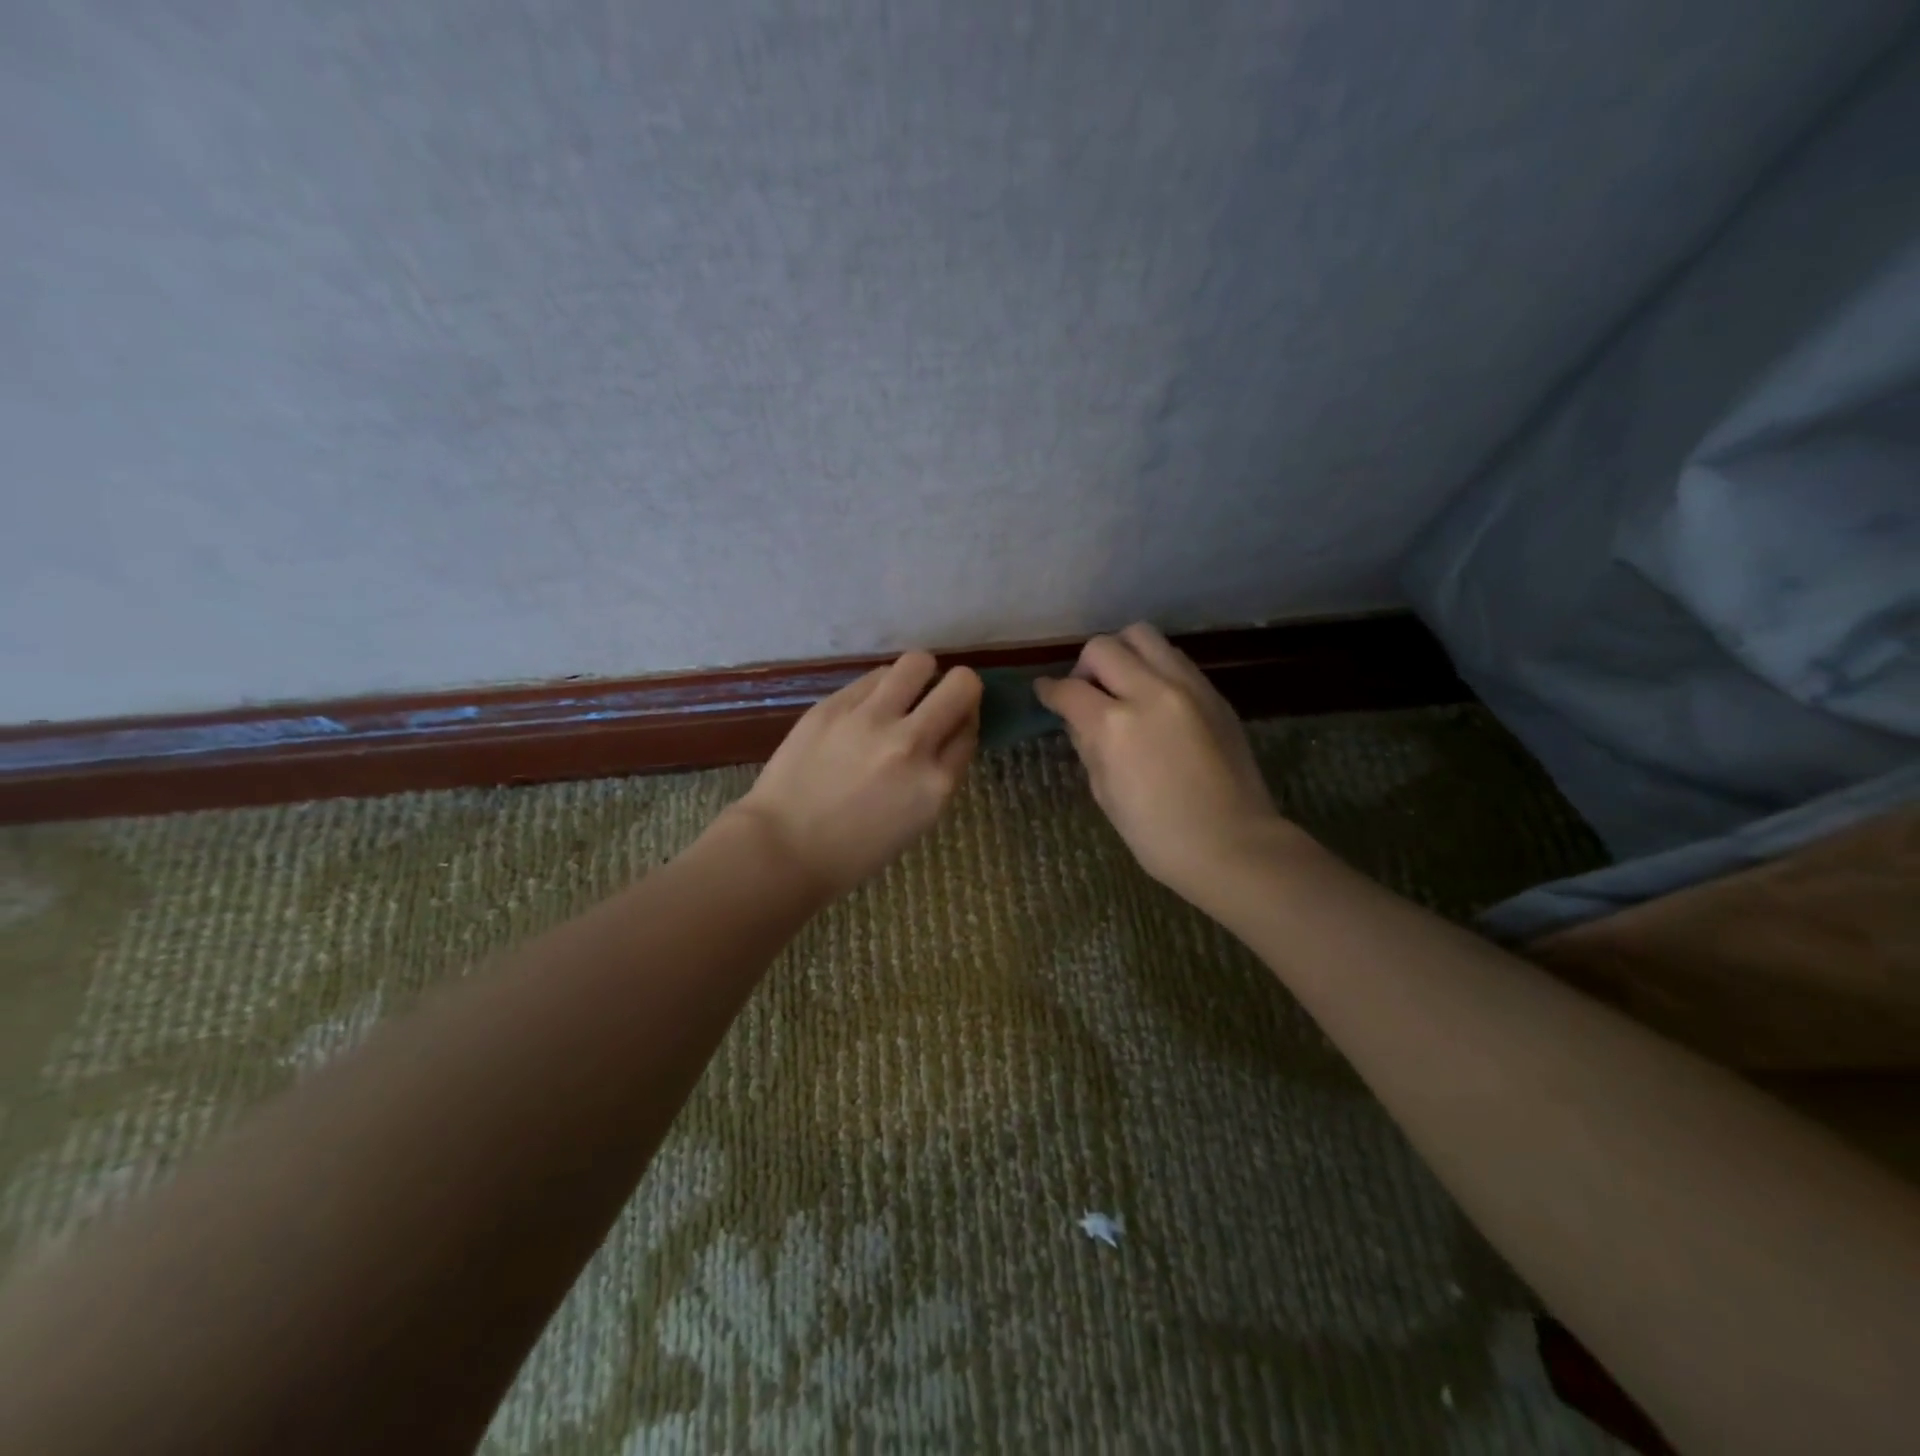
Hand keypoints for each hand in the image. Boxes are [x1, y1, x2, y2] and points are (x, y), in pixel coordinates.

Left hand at [730, 651, 981, 896]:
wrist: (782, 847)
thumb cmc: (853, 851)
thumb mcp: (916, 820)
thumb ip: (938, 774)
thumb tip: (947, 733)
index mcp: (936, 784)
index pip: (970, 730)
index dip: (964, 723)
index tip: (952, 725)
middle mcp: (911, 743)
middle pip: (962, 685)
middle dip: (958, 688)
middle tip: (939, 700)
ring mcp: (871, 720)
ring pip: (918, 663)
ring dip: (919, 676)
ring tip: (902, 694)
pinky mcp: (835, 705)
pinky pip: (874, 676)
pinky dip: (880, 687)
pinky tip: (866, 707)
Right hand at [1036, 623, 1297, 901]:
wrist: (1233, 844)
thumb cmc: (1158, 834)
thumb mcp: (1104, 793)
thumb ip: (1088, 745)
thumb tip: (1078, 718)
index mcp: (1114, 726)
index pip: (1068, 689)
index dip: (1048, 690)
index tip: (1044, 692)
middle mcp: (1149, 692)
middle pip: (1103, 647)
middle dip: (1084, 667)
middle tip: (1087, 693)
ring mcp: (1187, 686)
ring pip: (1142, 636)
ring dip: (1122, 654)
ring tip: (1122, 685)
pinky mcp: (1213, 692)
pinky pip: (1174, 658)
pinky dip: (1154, 667)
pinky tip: (1154, 697)